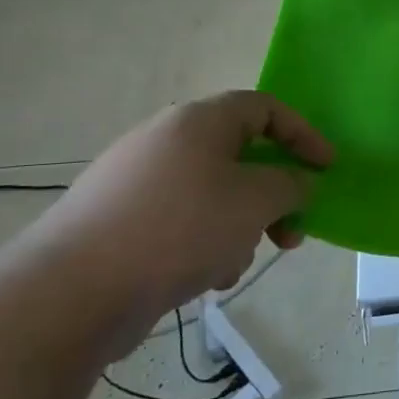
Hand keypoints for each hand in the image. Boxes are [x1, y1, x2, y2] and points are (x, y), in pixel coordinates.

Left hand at [14, 91, 331, 350]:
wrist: (72, 291)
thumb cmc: (179, 229)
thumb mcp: (255, 201)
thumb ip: (290, 184)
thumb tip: (295, 183)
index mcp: (199, 122)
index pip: (265, 108)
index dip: (304, 134)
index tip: (326, 169)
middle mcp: (165, 141)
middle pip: (239, 157)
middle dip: (272, 196)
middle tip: (291, 232)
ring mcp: (135, 181)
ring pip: (212, 195)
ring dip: (239, 227)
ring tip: (235, 264)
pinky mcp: (117, 221)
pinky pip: (180, 222)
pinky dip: (202, 244)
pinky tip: (201, 279)